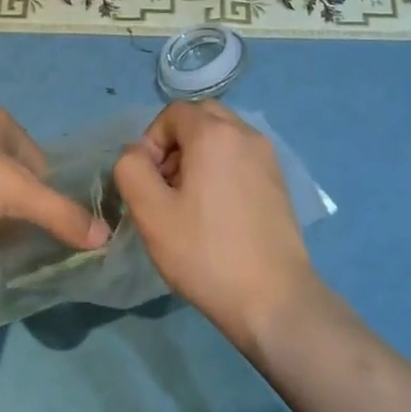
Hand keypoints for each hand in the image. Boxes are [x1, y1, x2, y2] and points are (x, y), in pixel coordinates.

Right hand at [113, 102, 319, 347]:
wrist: (273, 299)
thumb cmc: (206, 253)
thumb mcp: (151, 213)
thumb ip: (131, 169)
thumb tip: (137, 153)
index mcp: (215, 134)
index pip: (173, 112)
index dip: (152, 141)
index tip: (149, 182)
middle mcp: (246, 134)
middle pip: (201, 117)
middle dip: (176, 143)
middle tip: (167, 186)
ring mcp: (268, 157)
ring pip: (223, 136)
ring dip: (199, 155)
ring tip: (190, 202)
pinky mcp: (279, 181)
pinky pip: (241, 157)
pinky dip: (223, 168)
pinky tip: (217, 212)